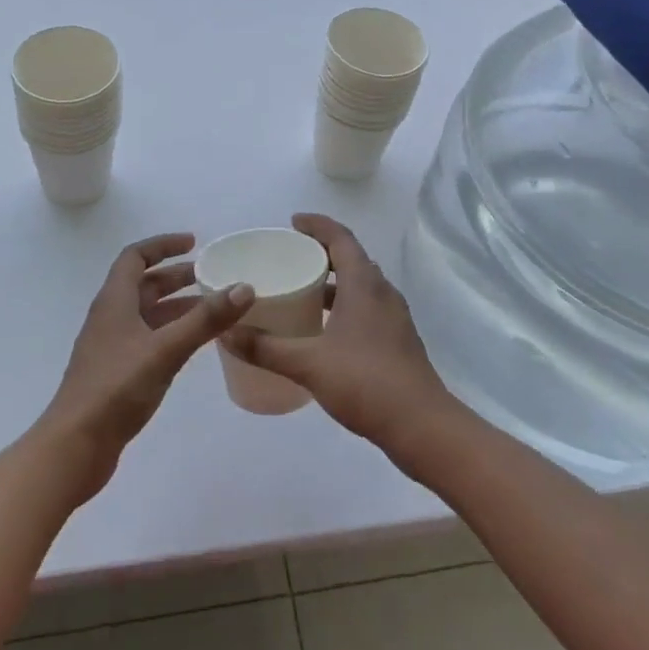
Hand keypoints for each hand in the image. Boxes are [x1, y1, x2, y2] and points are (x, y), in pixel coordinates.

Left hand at [38, 233, 253, 502]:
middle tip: (211, 276)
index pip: (135, 256)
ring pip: (147, 314)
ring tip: (212, 309)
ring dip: (176, 306)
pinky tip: (192, 347)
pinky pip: (148, 339)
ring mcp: (112, 346)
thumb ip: (205, 320)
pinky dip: (171, 333)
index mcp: (114, 301)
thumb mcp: (165, 350)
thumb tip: (244, 287)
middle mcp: (111, 317)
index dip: (163, 245)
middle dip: (176, 276)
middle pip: (143, 284)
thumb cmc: (116, 388)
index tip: (194, 243)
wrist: (76, 446)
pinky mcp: (117, 373)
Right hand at [221, 214, 454, 455]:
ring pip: (360, 286)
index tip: (292, 222)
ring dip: (334, 282)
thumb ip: (266, 347)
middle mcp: (382, 293)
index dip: (317, 225)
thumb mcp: (308, 363)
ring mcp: (393, 318)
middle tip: (291, 257)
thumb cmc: (366, 382)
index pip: (340, 238)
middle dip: (322, 252)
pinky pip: (366, 308)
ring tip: (302, 290)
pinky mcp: (396, 341)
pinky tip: (323, 330)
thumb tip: (226, 332)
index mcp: (364, 285)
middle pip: (352, 258)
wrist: (422, 427)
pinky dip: (344, 306)